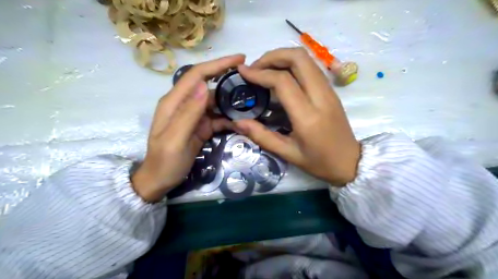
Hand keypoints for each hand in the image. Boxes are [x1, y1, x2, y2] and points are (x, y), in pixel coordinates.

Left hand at [130, 53, 242, 202]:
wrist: (160, 180)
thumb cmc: (165, 162)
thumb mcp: (175, 139)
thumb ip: (187, 113)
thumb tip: (202, 86)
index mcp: (174, 102)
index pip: (196, 75)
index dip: (217, 65)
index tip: (239, 59)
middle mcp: (184, 104)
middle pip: (208, 85)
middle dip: (228, 80)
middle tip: (251, 80)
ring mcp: (193, 116)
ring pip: (215, 101)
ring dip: (231, 101)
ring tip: (250, 102)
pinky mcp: (201, 126)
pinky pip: (217, 117)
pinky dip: (229, 118)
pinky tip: (241, 122)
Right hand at [236, 48, 360, 184]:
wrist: (351, 162)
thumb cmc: (319, 162)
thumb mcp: (287, 154)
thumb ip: (261, 136)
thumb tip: (237, 122)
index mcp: (308, 116)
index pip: (283, 81)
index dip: (260, 73)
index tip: (243, 72)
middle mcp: (321, 97)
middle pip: (298, 58)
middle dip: (273, 56)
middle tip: (256, 68)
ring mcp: (329, 91)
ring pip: (307, 59)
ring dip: (283, 57)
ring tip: (265, 70)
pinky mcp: (331, 90)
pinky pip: (311, 67)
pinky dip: (293, 64)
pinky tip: (281, 76)